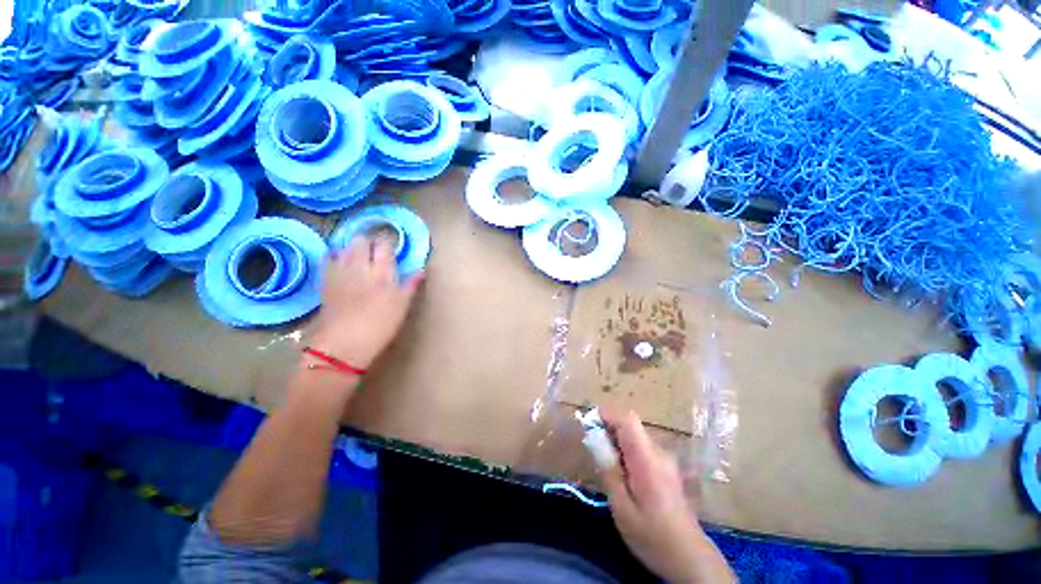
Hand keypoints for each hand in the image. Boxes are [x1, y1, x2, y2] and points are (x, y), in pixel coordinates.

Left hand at [309, 235, 423, 369]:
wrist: (344, 343)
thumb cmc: (380, 326)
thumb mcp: (402, 306)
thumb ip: (411, 285)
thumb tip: (421, 270)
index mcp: (383, 272)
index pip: (385, 246)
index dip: (387, 244)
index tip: (391, 249)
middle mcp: (360, 266)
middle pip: (362, 241)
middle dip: (368, 242)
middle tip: (374, 252)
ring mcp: (340, 271)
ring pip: (345, 247)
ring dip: (352, 247)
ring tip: (359, 256)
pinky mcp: (325, 280)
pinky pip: (328, 258)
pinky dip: (335, 255)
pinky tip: (339, 262)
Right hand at [601, 410, 731, 583]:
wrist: (689, 558)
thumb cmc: (652, 536)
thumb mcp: (622, 507)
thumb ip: (609, 471)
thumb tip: (594, 440)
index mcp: (647, 459)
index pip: (628, 420)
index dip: (607, 415)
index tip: (589, 424)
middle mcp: (658, 453)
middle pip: (631, 426)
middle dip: (609, 429)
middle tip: (593, 447)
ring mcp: (665, 460)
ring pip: (636, 437)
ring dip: (618, 441)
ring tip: (605, 463)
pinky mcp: (667, 469)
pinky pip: (642, 449)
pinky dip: (627, 452)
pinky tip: (622, 474)